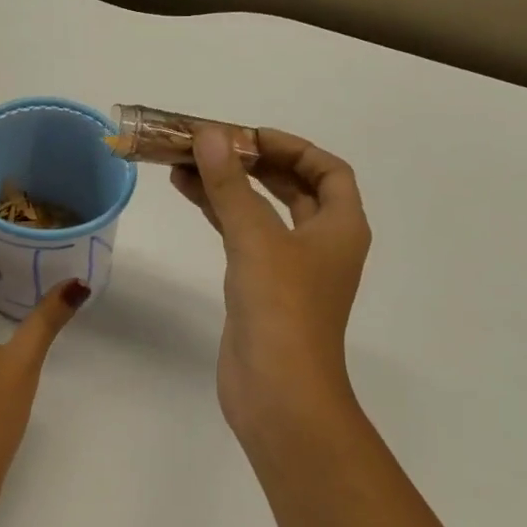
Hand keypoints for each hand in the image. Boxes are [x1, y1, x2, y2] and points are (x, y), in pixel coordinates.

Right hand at [172, 127, 370, 452]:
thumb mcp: (256, 238)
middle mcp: (322, 244)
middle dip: (254, 163)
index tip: (250, 136)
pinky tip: (190, 195)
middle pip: (293, 188)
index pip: (328, 171)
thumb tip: (210, 134)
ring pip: (263, 213)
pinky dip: (221, 215)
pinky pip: (244, 238)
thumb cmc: (281, 308)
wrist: (278, 393)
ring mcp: (292, 269)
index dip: (293, 147)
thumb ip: (231, 184)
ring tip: (186, 163)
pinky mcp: (263, 290)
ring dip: (231, 187)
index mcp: (340, 227)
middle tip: (212, 145)